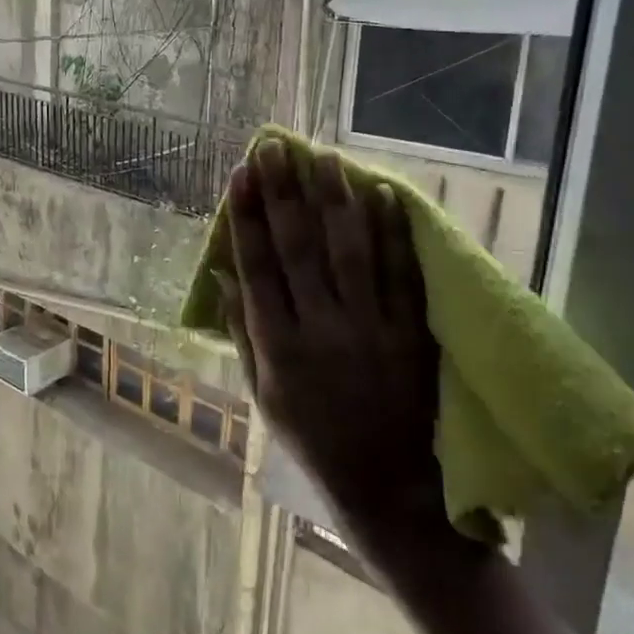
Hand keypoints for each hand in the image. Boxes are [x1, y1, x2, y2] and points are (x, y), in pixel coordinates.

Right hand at [219, 140, 453, 547]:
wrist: (387, 484)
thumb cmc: (313, 438)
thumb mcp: (263, 393)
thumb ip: (243, 331)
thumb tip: (223, 276)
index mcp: (280, 345)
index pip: (259, 267)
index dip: (248, 217)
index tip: (241, 175)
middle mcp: (322, 328)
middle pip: (300, 248)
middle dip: (285, 193)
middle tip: (276, 148)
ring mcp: (371, 328)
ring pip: (350, 251)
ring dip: (337, 200)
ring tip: (326, 158)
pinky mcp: (410, 332)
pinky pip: (401, 275)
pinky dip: (392, 233)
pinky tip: (383, 195)